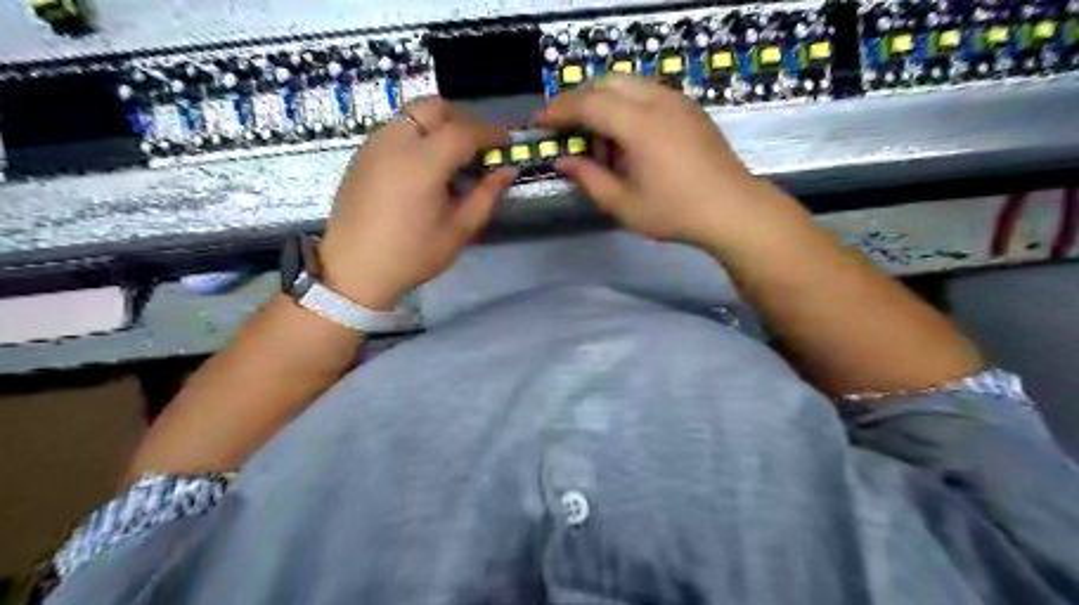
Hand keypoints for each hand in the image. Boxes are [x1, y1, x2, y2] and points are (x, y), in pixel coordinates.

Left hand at [317, 98, 515, 309]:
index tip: (508, 142)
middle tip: (478, 147)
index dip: (491, 133)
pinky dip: (418, 134)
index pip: (465, 131)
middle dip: (463, 120)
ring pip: (413, 113)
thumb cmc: (412, 255)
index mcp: (423, 162)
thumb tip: (508, 170)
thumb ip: (486, 195)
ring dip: (439, 125)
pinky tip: (424, 166)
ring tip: (452, 157)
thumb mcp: (459, 230)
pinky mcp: (362, 153)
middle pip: (435, 107)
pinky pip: (396, 128)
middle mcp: (396, 141)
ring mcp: (374, 144)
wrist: (354, 270)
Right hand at [537, 73, 794, 247]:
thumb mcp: (623, 204)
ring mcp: (677, 101)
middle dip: (579, 98)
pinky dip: (627, 104)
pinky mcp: (689, 108)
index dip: (559, 110)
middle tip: (564, 126)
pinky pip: (648, 92)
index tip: (540, 121)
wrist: (733, 209)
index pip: (588, 103)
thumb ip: (588, 178)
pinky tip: (627, 137)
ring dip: (604, 100)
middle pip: (607, 81)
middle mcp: (658, 101)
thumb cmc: (674, 212)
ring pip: (629, 83)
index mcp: (639, 124)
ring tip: (598, 139)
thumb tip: (563, 160)